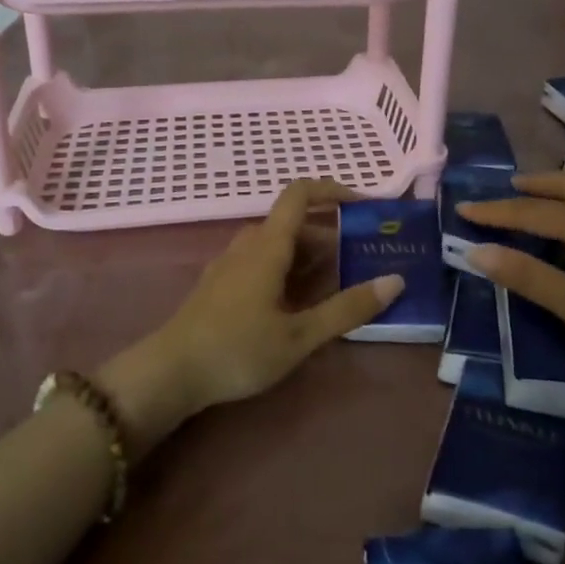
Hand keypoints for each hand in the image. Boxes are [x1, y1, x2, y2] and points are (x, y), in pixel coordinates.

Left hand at [101, 180, 403, 447]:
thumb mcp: (299, 335)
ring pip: (277, 245)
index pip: (300, 194)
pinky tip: (298, 303)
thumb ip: (346, 308)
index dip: (333, 190)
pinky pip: (262, 262)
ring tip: (338, 285)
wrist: (169, 373)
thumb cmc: (237, 350)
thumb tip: (395, 280)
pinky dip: (288, 270)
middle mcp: (248, 245)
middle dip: (330, 235)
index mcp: (267, 246)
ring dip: (309, 256)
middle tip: (363, 259)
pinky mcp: (220, 285)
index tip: (365, 204)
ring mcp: (230, 264)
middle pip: (294, 224)